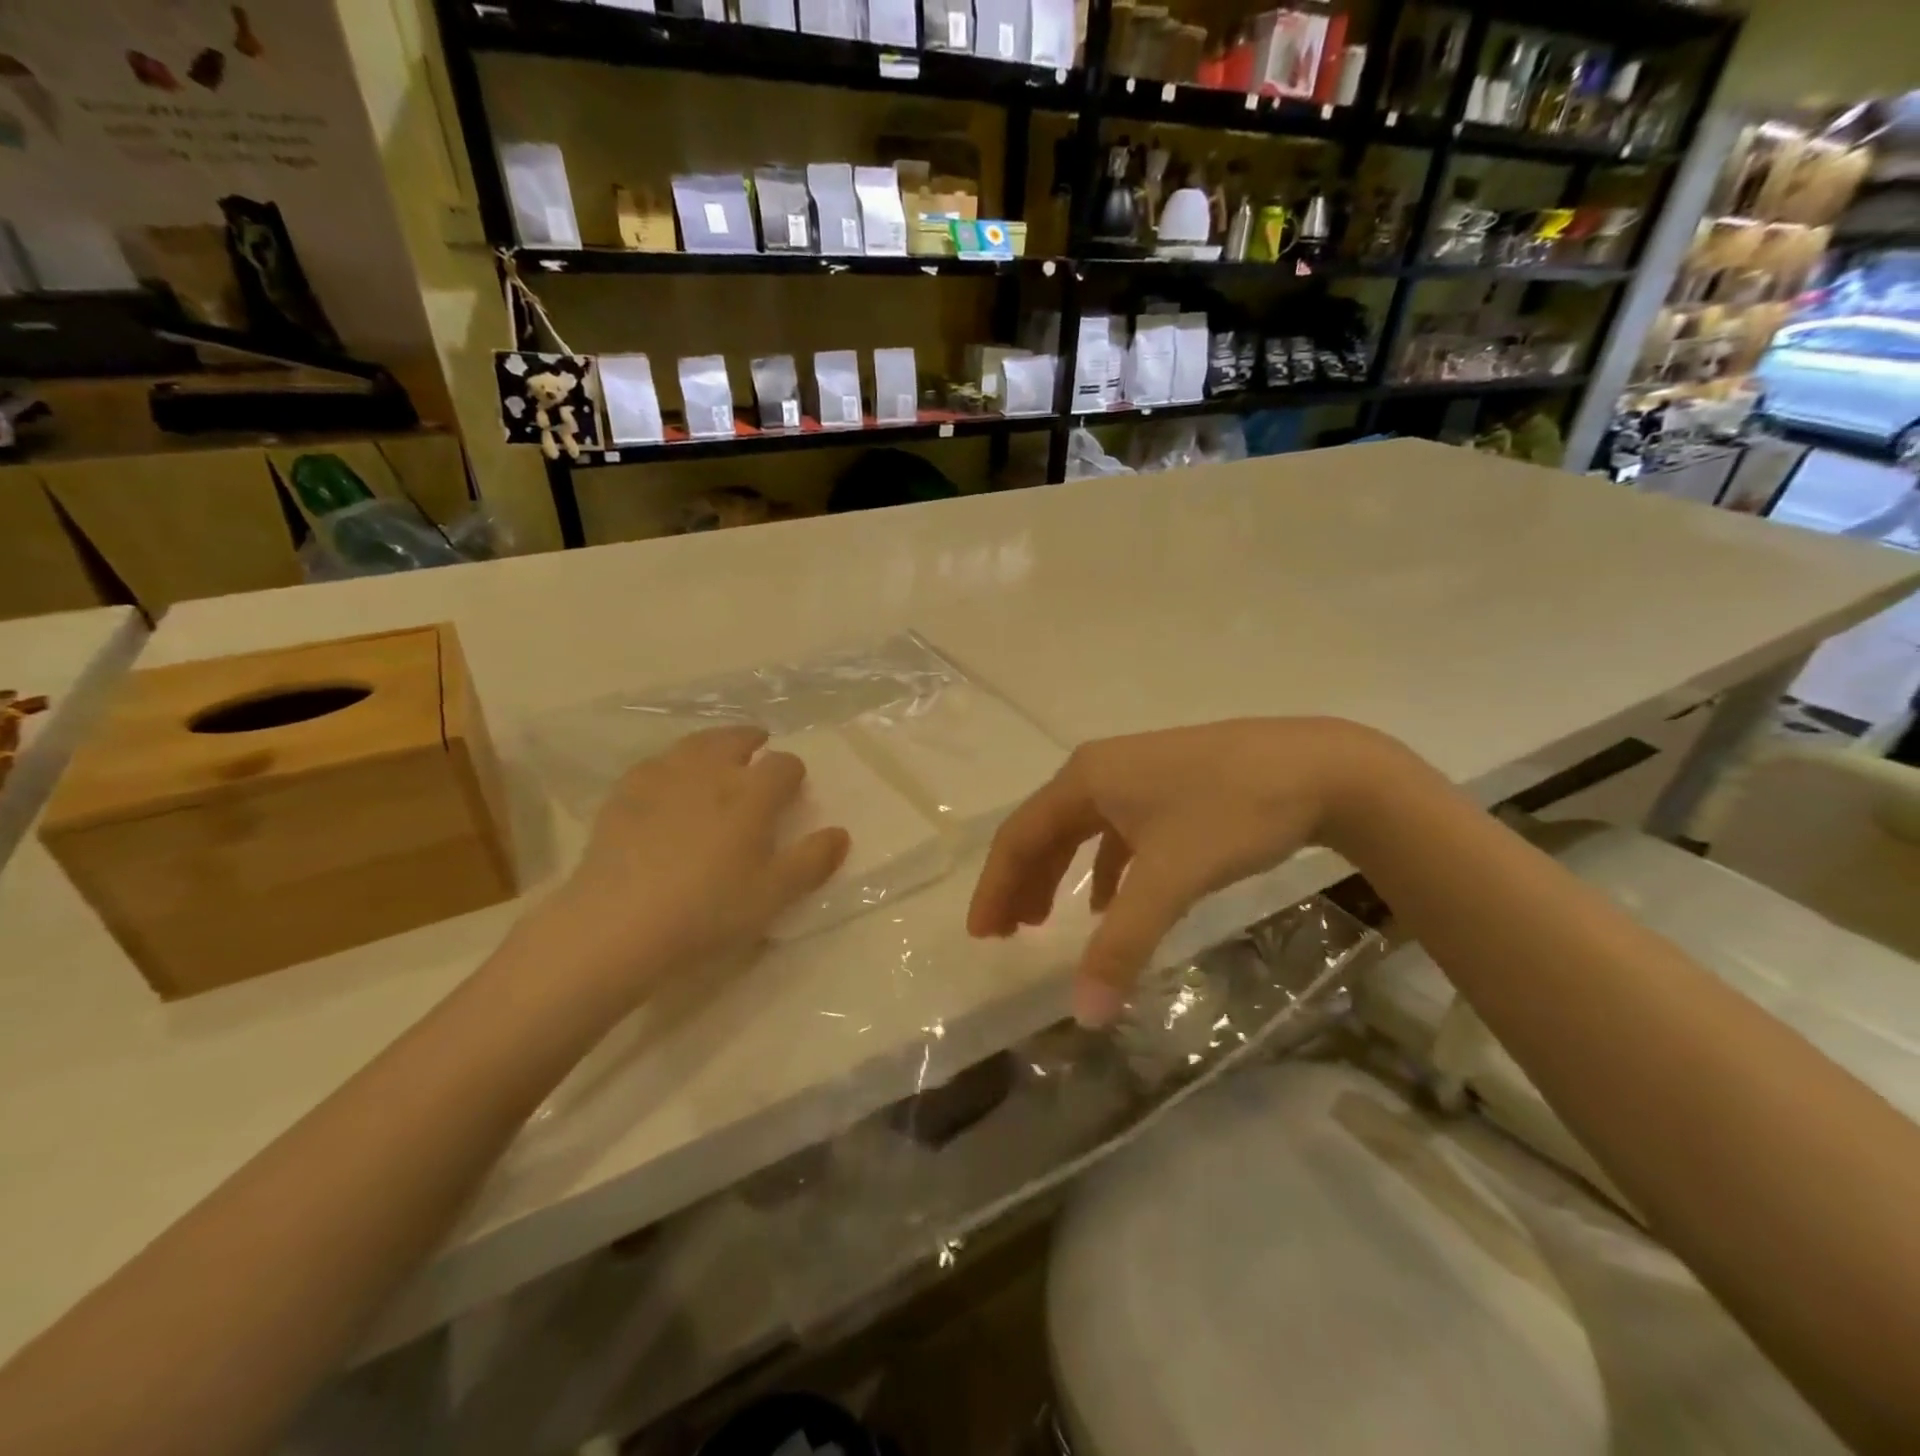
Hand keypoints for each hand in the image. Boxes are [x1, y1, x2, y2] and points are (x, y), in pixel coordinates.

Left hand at [525, 727, 848, 1009]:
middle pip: (735, 739)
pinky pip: (654, 764)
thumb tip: (841, 833)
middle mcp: (711, 772)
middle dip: (751, 741)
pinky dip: (670, 764)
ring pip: (694, 744)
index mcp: (752, 793)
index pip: (784, 765)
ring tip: (716, 755)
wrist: (618, 924)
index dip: (793, 773)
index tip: (793, 789)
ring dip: (712, 744)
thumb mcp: (773, 895)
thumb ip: (811, 861)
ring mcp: (663, 778)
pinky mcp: (624, 794)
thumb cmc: (708, 910)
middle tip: (757, 749)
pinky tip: (667, 781)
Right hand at [968, 718, 1406, 1024]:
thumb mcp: (1172, 878)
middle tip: (1007, 934)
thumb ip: (1124, 945)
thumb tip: (1084, 1015)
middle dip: (1022, 884)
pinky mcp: (1170, 787)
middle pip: (1044, 831)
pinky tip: (1112, 901)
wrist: (1321, 767)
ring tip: (1046, 921)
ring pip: (1080, 831)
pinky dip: (1105, 869)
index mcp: (1085, 780)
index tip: (982, 934)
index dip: (995, 887)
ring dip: (1059, 876)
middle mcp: (1101, 770)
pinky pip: (1118, 832)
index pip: (1019, 836)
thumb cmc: (1232, 813)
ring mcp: (1137, 775)